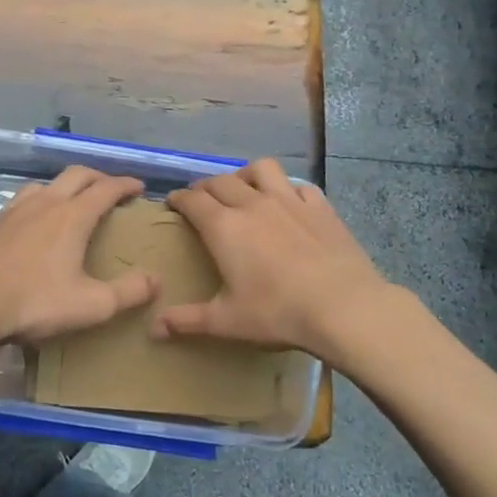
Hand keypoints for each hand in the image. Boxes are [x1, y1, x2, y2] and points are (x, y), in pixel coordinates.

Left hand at [0, 165, 156, 347]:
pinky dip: (33, 206)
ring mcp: (12, 211)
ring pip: (43, 185)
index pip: (106, 188)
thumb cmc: (34, 303)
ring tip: (68, 204)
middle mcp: (44, 203)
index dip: (126, 184)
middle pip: (76, 175)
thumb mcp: (90, 306)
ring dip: (62, 188)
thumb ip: (127, 293)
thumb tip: (155, 280)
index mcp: (72, 217)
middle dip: (97, 177)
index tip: (139, 187)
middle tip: (109, 189)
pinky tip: (28, 227)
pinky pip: (17, 204)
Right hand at [158, 159, 395, 361]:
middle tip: (202, 199)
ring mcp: (289, 201)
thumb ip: (187, 321)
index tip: (173, 202)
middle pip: (221, 181)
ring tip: (244, 188)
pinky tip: (289, 204)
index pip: (193, 200)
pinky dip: (288, 190)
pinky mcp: (320, 207)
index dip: (179, 198)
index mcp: (224, 227)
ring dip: (245, 174)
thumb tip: (154, 327)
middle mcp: (252, 204)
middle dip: (206, 186)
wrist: (343, 307)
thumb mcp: (226, 322)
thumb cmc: (277, 312)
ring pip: (261, 169)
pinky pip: (299, 186)